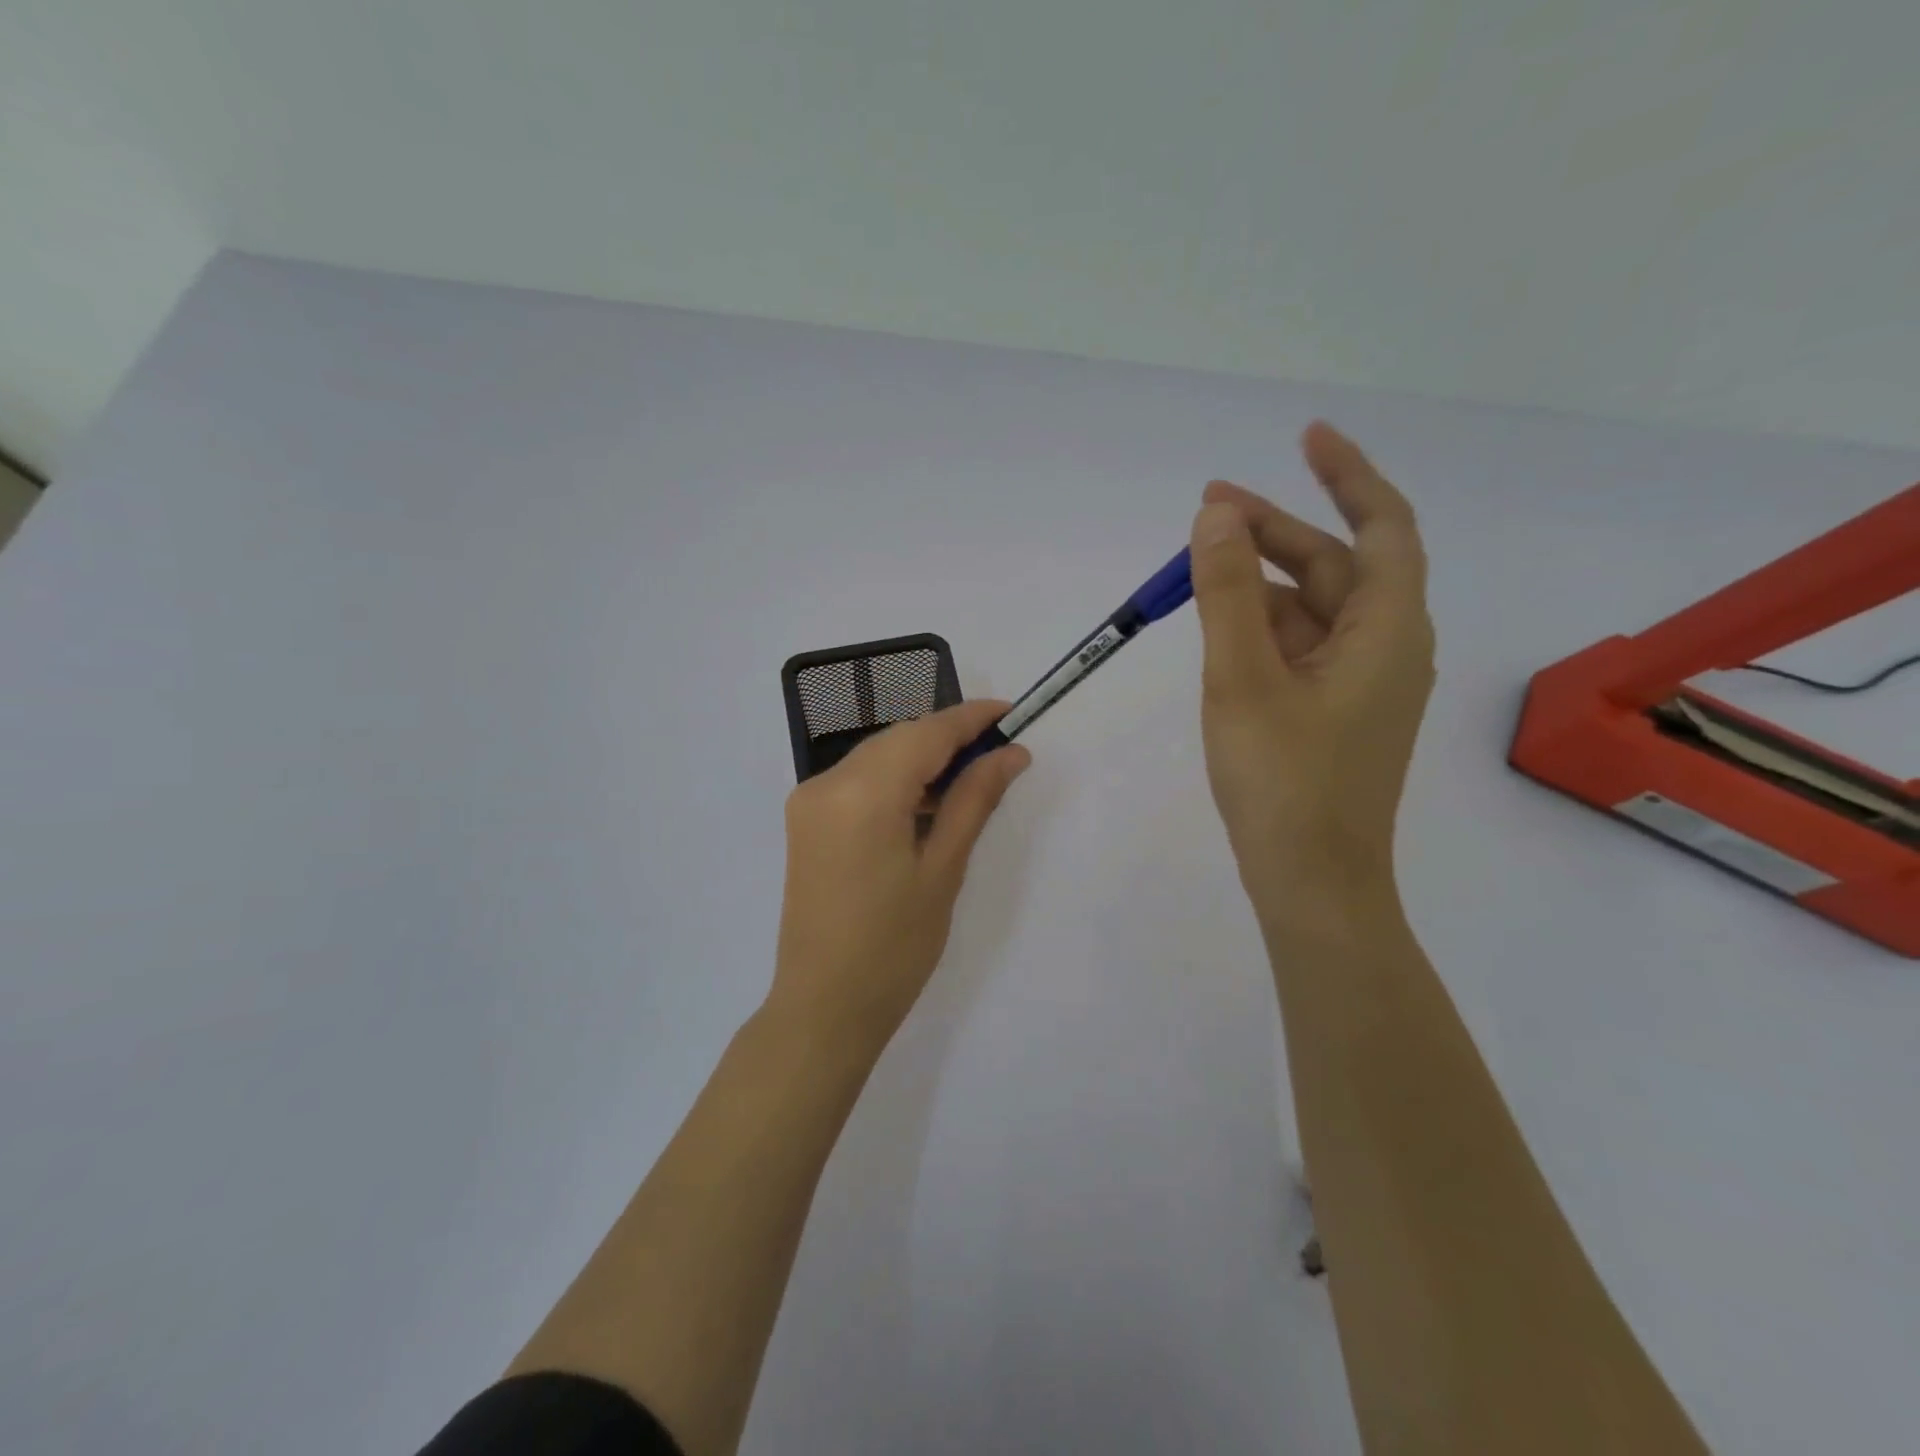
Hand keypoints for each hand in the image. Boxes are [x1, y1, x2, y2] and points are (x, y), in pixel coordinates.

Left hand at [771, 700, 1031, 1053]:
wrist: (824, 1006)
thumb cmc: (895, 947)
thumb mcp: (944, 870)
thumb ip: (974, 800)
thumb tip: (1011, 754)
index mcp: (862, 793)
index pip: (926, 733)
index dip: (970, 718)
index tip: (1011, 713)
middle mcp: (826, 783)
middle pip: (899, 738)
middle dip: (949, 738)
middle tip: (999, 753)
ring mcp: (809, 800)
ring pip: (878, 756)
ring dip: (922, 758)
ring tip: (970, 780)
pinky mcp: (805, 820)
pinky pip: (858, 780)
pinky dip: (895, 780)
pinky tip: (926, 802)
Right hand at [1189, 422, 1435, 912]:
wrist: (1311, 882)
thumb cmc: (1283, 780)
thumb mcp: (1243, 678)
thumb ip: (1227, 593)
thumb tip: (1217, 514)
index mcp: (1386, 630)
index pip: (1381, 526)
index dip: (1347, 473)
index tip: (1305, 437)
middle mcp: (1384, 648)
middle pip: (1333, 567)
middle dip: (1273, 531)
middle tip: (1207, 509)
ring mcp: (1358, 684)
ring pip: (1310, 610)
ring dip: (1260, 581)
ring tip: (1197, 565)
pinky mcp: (1332, 713)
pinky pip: (1298, 648)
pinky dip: (1261, 625)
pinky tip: (1219, 626)